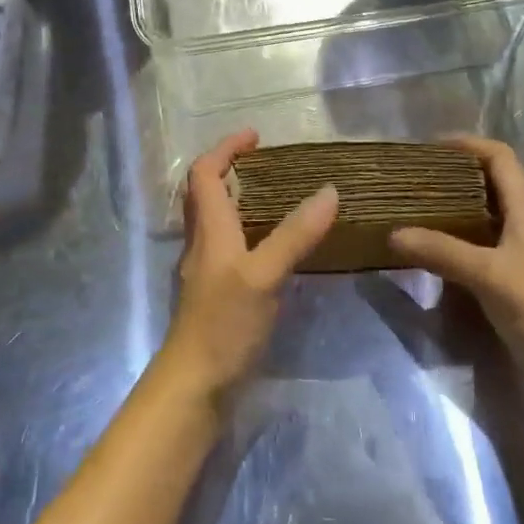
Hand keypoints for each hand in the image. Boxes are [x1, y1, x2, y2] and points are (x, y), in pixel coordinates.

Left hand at [157, 129, 338, 404]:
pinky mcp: (217, 296)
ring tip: (278, 199)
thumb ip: (296, 234)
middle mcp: (203, 244)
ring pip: (216, 221)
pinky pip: (229, 248)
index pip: (205, 173)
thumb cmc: (224, 324)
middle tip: (267, 165)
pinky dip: (248, 233)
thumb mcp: (264, 275)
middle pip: (205, 194)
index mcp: (209, 229)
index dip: (226, 149)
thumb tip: (329, 191)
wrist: (195, 387)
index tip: (256, 137)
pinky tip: (275, 250)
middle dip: (230, 170)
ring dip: (239, 201)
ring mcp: (207, 272)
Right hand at [389, 136, 523, 380]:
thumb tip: (392, 233)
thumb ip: (441, 251)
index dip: (467, 144)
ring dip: (454, 209)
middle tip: (413, 180)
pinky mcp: (519, 282)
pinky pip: (484, 248)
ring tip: (415, 210)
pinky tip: (434, 254)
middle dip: (454, 175)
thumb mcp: (490, 276)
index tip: (427, 147)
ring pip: (487, 216)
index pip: (499, 157)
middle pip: (492, 182)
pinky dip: (459, 241)